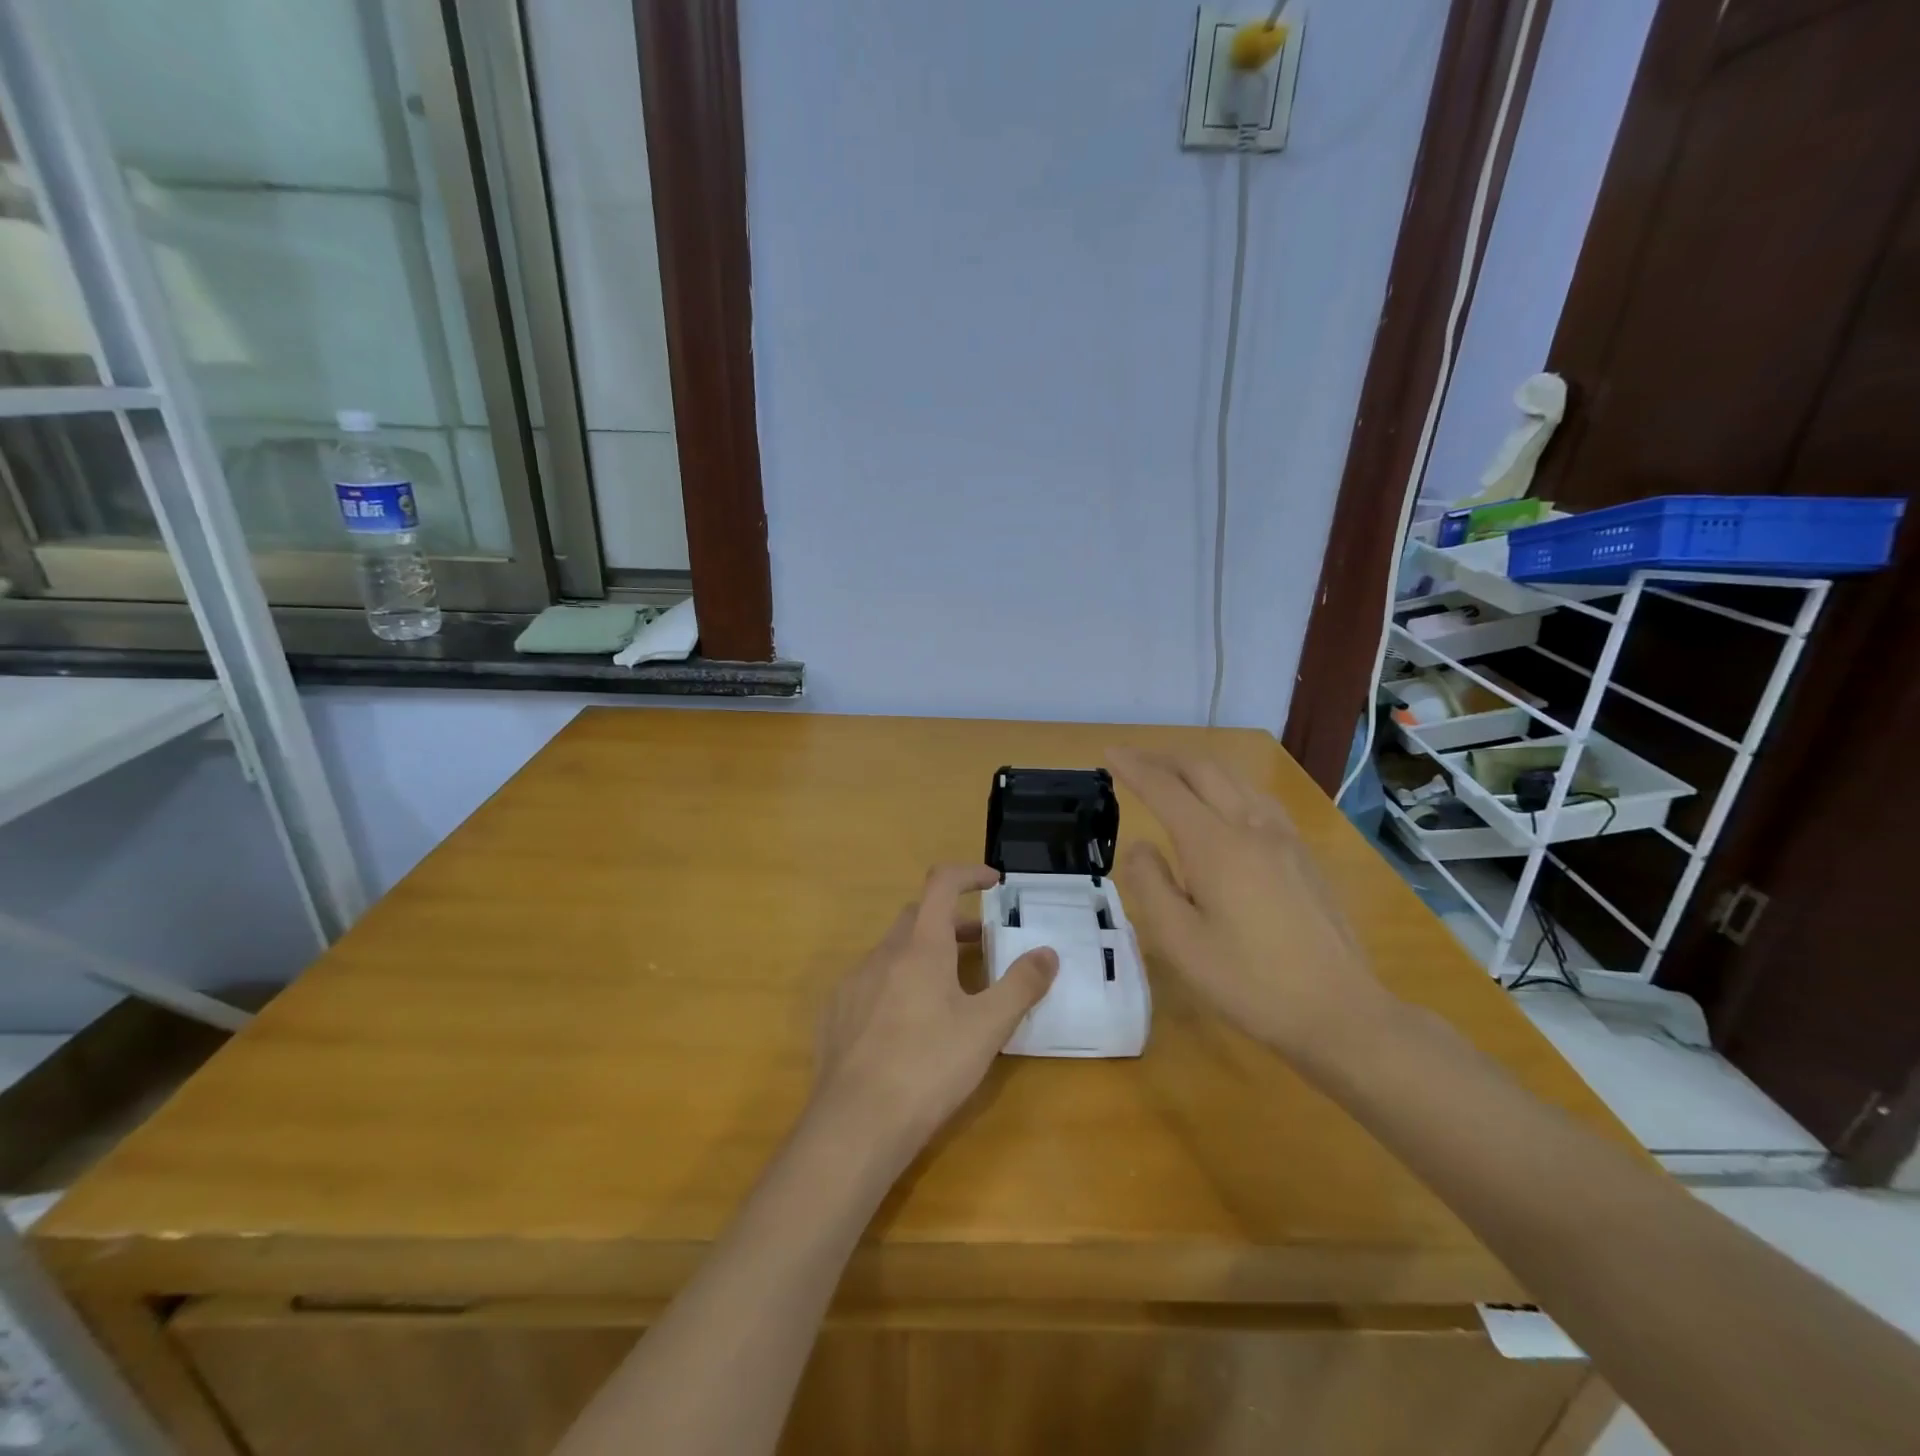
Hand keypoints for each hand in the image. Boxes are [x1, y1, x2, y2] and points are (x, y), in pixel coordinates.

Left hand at [811, 865, 1057, 1161]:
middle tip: (980, 944)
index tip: (993, 884)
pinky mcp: (836, 1012)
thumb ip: (1021, 985)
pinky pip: (871, 982)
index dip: (969, 874)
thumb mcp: (988, 1028)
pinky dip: (896, 983)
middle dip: (951, 921)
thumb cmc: (929, 1067)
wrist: (856, 1124)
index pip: (942, 883)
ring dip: (923, 953)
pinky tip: (907, 1025)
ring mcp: (854, 982)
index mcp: (921, 946)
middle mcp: (883, 953)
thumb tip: (1048, 952)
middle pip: (918, 916)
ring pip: (893, 950)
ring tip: (948, 990)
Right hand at [1108, 747, 1391, 1059]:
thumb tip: (1141, 846)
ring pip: (1235, 779)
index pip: (1165, 788)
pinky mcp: (1303, 854)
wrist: (1339, 1011)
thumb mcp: (1179, 942)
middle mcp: (1251, 827)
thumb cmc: (1249, 982)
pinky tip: (1224, 805)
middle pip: (1204, 770)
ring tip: (1172, 776)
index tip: (1110, 754)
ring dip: (1197, 769)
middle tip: (1133, 760)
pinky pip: (1258, 798)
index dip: (1134, 767)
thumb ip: (1150, 884)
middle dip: (1164, 759)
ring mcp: (1284, 838)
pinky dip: (1227, 786)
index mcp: (1215, 845)